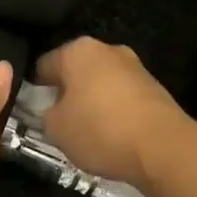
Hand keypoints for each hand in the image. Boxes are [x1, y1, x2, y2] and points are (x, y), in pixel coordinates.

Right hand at [35, 37, 196, 191]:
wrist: (163, 147)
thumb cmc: (100, 130)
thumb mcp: (55, 128)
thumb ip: (46, 114)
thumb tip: (54, 110)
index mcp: (78, 50)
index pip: (43, 65)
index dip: (35, 90)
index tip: (34, 113)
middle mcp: (107, 50)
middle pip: (76, 72)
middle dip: (67, 95)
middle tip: (59, 124)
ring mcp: (135, 67)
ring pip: (101, 85)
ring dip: (92, 104)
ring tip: (88, 135)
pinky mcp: (155, 89)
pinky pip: (123, 99)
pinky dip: (115, 113)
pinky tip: (113, 137)